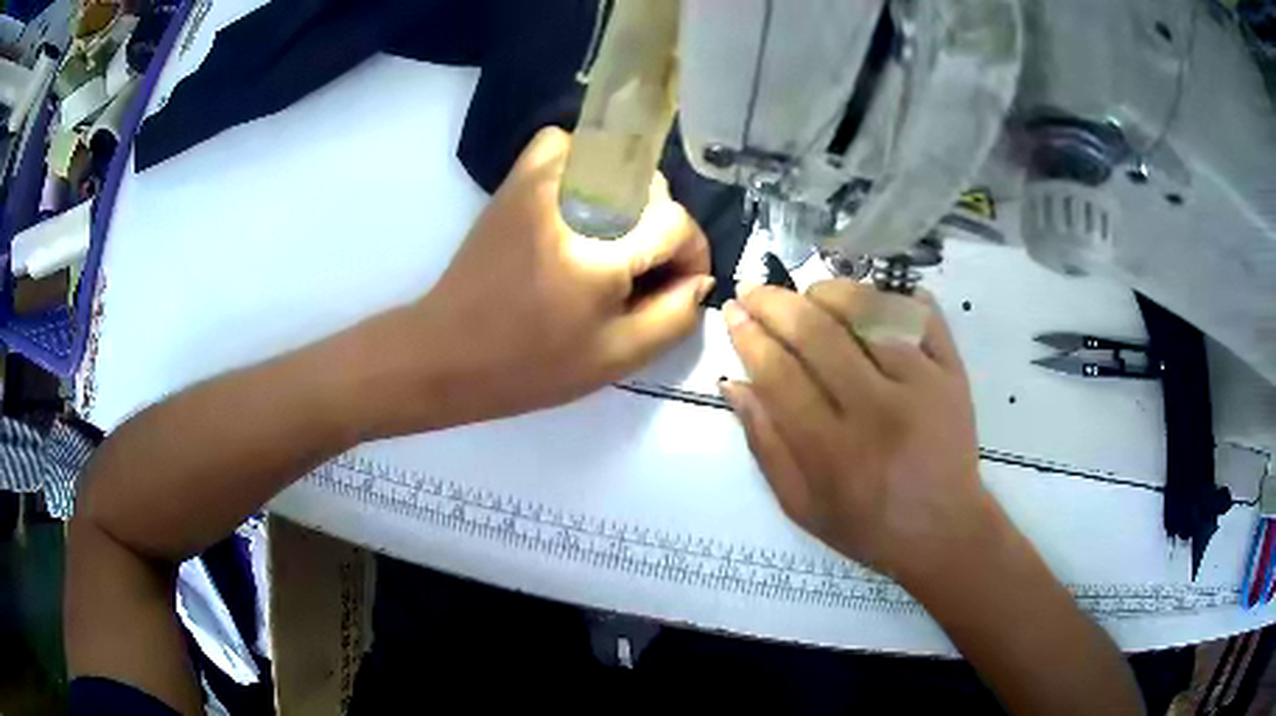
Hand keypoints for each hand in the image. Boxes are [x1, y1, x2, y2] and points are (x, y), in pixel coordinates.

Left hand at [397, 127, 712, 429]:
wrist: (448, 352)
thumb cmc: (531, 366)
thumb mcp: (617, 358)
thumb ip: (674, 315)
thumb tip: (698, 277)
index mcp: (598, 250)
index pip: (676, 223)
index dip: (692, 254)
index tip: (681, 285)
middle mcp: (572, 200)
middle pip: (652, 188)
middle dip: (662, 231)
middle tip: (642, 274)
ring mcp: (539, 182)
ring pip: (615, 160)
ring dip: (631, 197)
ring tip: (615, 238)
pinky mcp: (516, 181)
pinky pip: (564, 144)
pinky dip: (585, 161)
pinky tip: (583, 200)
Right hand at [719, 281, 990, 586]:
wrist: (944, 530)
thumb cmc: (867, 526)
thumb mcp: (801, 504)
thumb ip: (765, 445)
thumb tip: (734, 383)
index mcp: (834, 452)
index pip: (780, 374)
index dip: (749, 336)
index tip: (732, 313)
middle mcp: (879, 410)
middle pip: (818, 333)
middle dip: (775, 302)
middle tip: (754, 290)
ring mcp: (923, 385)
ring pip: (869, 312)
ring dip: (829, 291)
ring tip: (809, 293)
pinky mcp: (953, 373)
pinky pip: (921, 314)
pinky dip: (892, 295)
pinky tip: (868, 298)